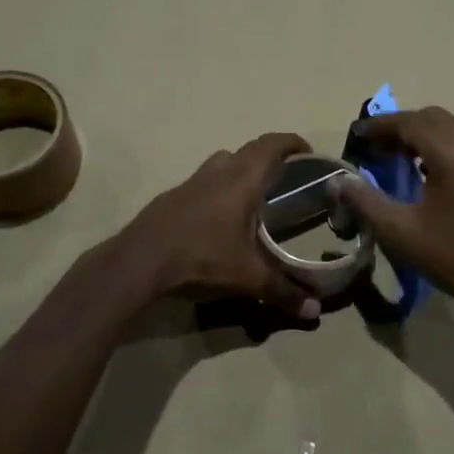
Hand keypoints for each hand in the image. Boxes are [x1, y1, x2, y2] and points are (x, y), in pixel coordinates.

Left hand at [119, 133, 321, 319]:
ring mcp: (190, 182)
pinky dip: (218, 188)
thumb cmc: (201, 259)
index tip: (307, 151)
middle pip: (248, 150)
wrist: (138, 263)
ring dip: (240, 168)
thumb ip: (283, 292)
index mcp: (241, 181)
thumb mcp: (248, 279)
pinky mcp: (171, 197)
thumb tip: (315, 311)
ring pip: (222, 163)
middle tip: (286, 174)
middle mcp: (217, 173)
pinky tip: (219, 217)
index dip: (291, 143)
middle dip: (270, 156)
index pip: (271, 146)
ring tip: (254, 193)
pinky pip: (203, 182)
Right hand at [334, 108, 453, 316]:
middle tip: (378, 147)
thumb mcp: (400, 231)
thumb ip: (366, 201)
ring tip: (403, 158)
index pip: (410, 122)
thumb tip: (338, 182)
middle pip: (434, 118)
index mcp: (452, 153)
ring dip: (426, 135)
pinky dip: (448, 147)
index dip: (380, 126)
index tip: (358, 135)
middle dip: (402, 127)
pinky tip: (435, 174)